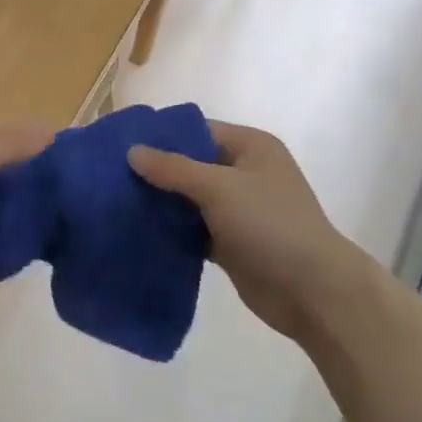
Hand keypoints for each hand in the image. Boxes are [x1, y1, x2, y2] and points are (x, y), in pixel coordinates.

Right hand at [129, 121, 359, 341]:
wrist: (311, 291)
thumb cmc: (270, 225)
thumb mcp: (220, 187)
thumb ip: (174, 169)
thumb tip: (133, 152)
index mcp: (250, 147)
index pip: (197, 131)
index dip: (161, 136)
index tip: (120, 145)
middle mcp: (244, 173)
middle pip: (190, 165)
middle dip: (155, 172)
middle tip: (109, 177)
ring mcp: (238, 210)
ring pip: (189, 200)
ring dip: (160, 203)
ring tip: (114, 202)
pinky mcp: (230, 242)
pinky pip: (193, 229)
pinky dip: (171, 231)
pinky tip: (137, 232)